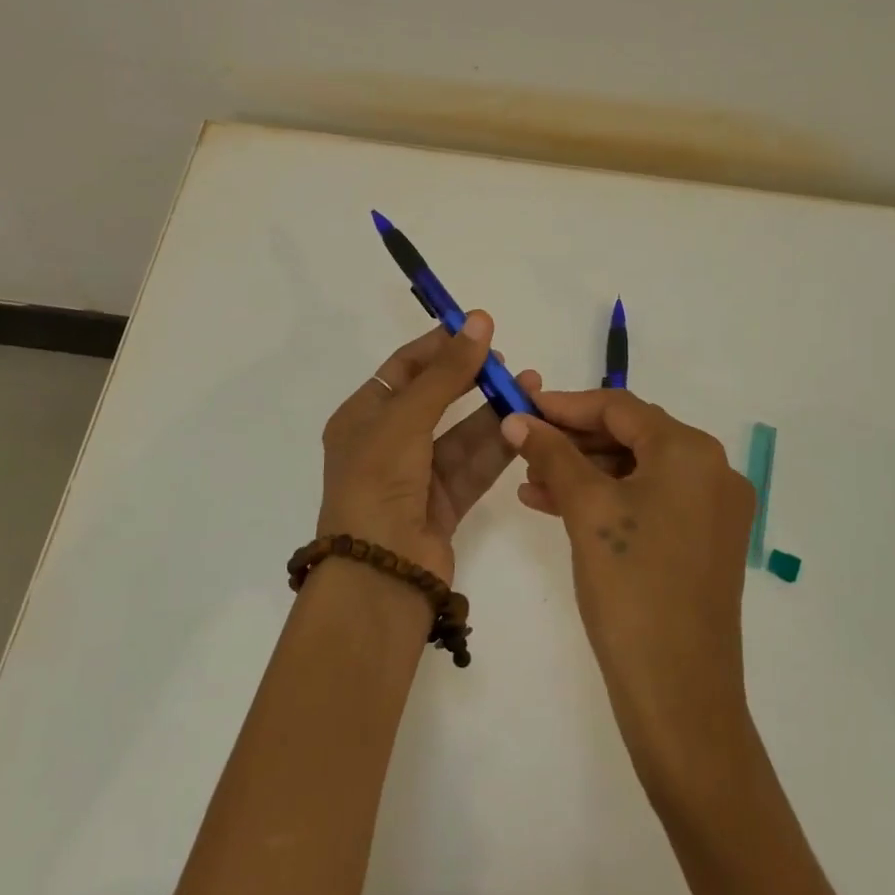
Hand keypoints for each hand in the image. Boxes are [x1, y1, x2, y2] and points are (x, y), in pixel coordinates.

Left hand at [318, 313, 540, 584]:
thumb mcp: (407, 418)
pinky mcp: (444, 504)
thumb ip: (447, 372)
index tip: (478, 329)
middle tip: (507, 361)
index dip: (440, 347)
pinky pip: (474, 465)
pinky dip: (499, 445)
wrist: (379, 574)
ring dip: (495, 410)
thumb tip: (478, 320)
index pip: (404, 369)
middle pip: (436, 399)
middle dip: (472, 378)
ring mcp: (416, 476)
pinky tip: (527, 423)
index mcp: (362, 417)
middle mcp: (387, 443)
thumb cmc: (378, 482)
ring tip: (532, 385)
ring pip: (462, 433)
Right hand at [501, 390, 755, 781]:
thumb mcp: (586, 510)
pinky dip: (605, 500)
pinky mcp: (703, 543)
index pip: (619, 407)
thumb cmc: (632, 587)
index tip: (521, 407)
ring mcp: (712, 510)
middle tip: (522, 446)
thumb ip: (551, 454)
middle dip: (572, 441)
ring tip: (529, 483)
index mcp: (691, 452)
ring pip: (636, 471)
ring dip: (583, 472)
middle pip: (630, 436)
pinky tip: (557, 507)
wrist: (680, 696)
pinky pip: (648, 502)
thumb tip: (517, 418)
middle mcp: (712, 471)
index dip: (565, 404)